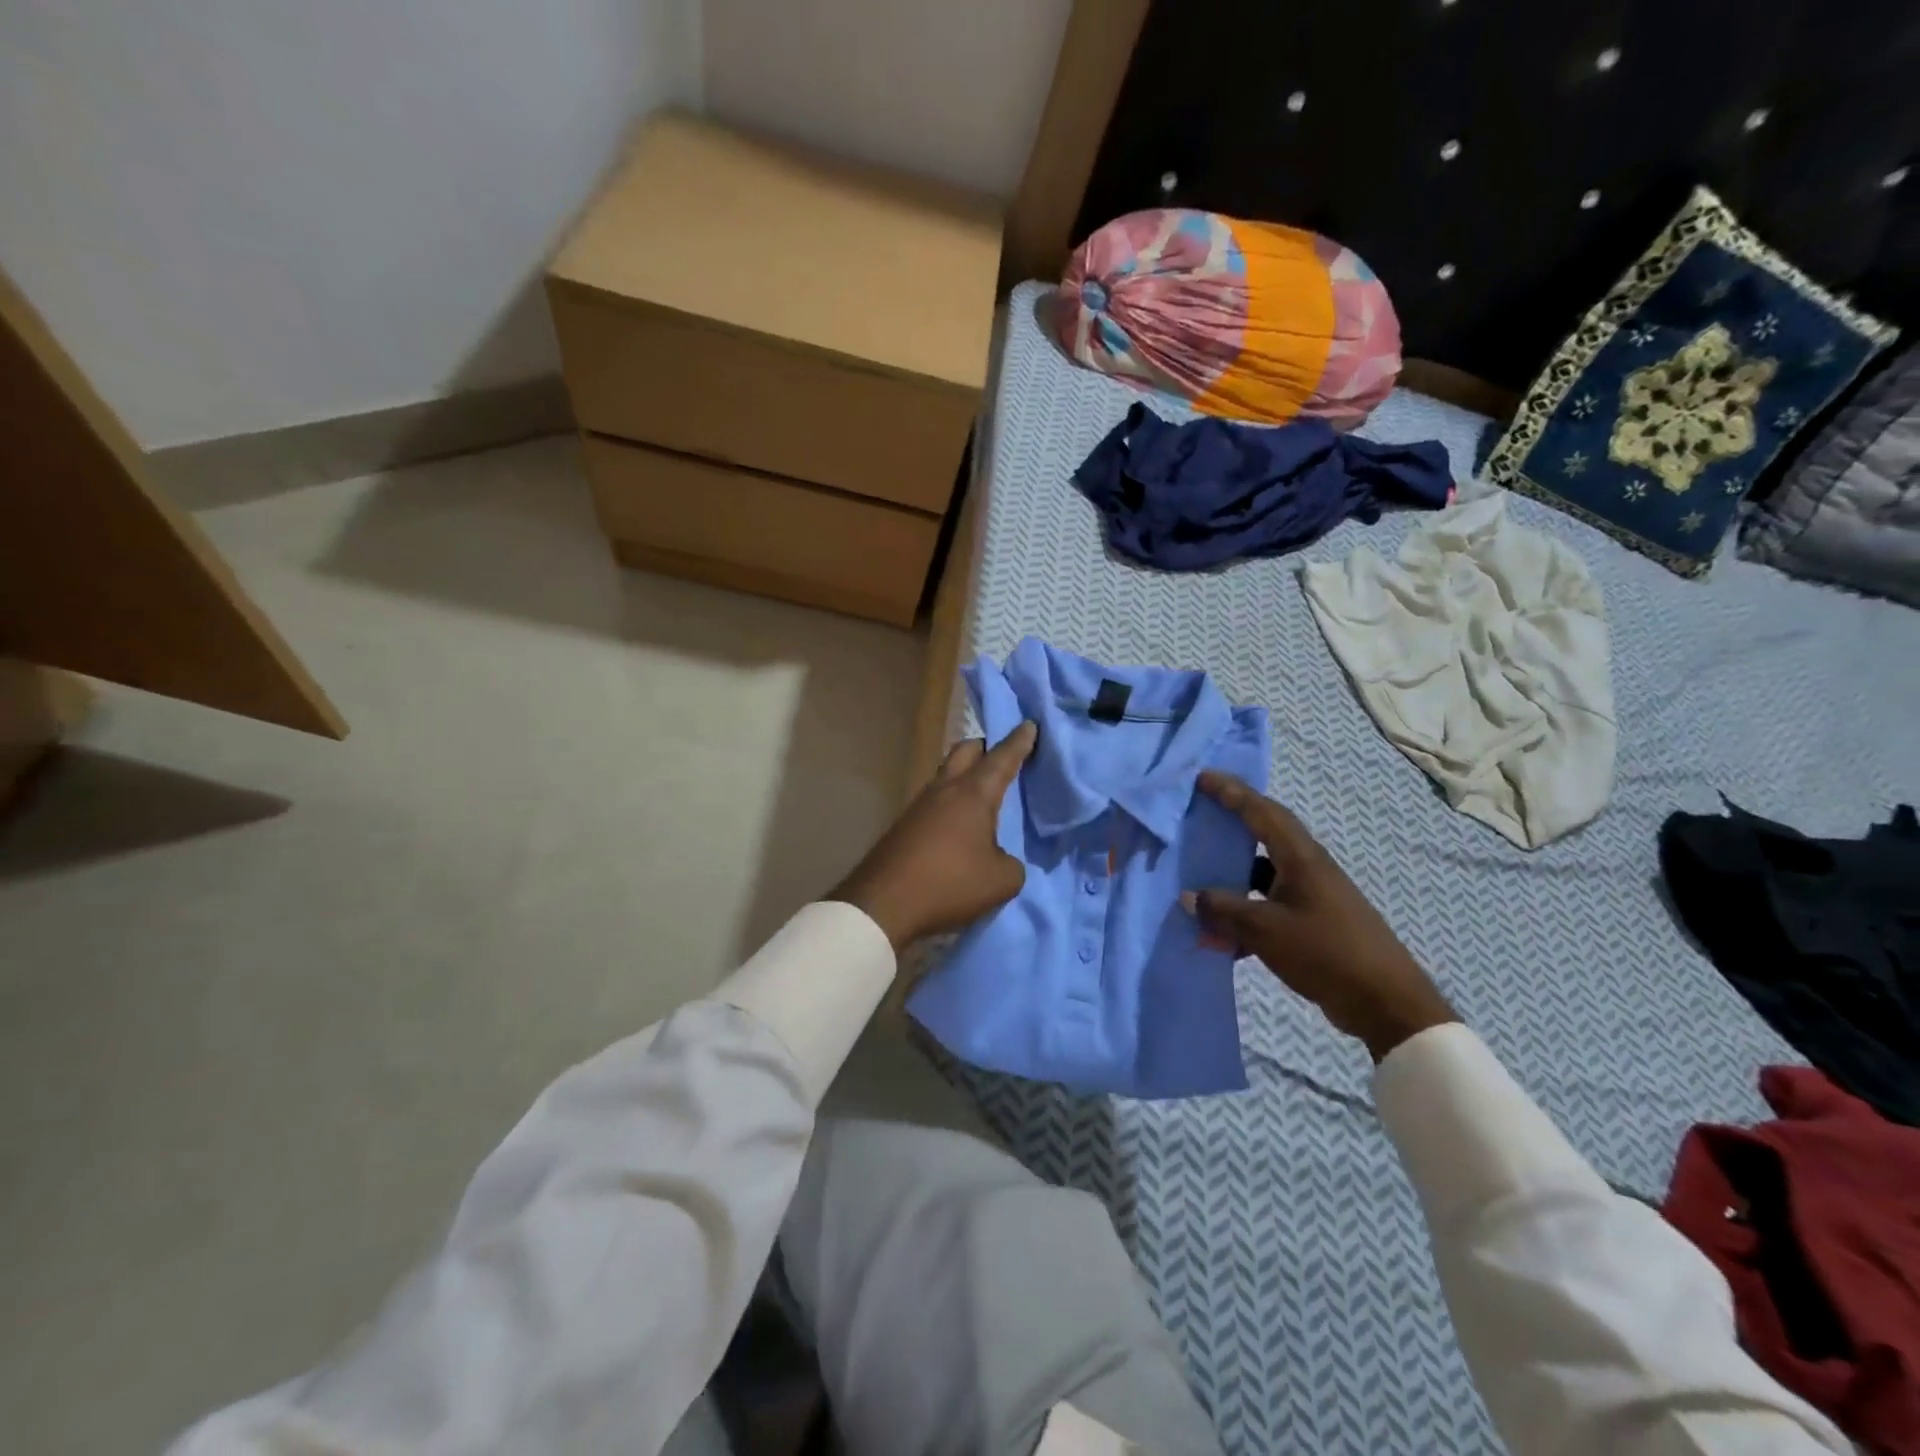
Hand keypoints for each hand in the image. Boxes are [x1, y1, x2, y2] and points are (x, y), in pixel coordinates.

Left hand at [830, 723, 1036, 951]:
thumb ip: (1011, 864)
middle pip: (966, 752)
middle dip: (986, 747)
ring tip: (982, 792)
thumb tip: (1000, 858)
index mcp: (973, 794)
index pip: (1002, 758)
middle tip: (1002, 755)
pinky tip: (959, 822)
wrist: (883, 903)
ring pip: (947, 775)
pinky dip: (951, 801)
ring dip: (965, 775)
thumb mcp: (1000, 881)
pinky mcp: (905, 825)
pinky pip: (935, 801)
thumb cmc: (949, 884)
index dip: (1019, 741)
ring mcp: (920, 805)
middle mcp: (945, 790)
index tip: (1029, 724)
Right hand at [1184, 772, 1457, 1061]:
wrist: (1386, 1003)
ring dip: (1232, 878)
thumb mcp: (1265, 929)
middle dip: (1231, 824)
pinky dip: (1244, 914)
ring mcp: (1312, 896)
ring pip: (1263, 874)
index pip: (1261, 812)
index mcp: (1300, 858)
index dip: (1231, 792)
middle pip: (1264, 835)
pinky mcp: (1314, 923)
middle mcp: (1307, 868)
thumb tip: (1188, 897)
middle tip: (1199, 816)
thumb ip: (1223, 910)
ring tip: (1199, 881)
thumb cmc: (1326, 952)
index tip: (1203, 777)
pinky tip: (1223, 939)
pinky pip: (1268, 906)